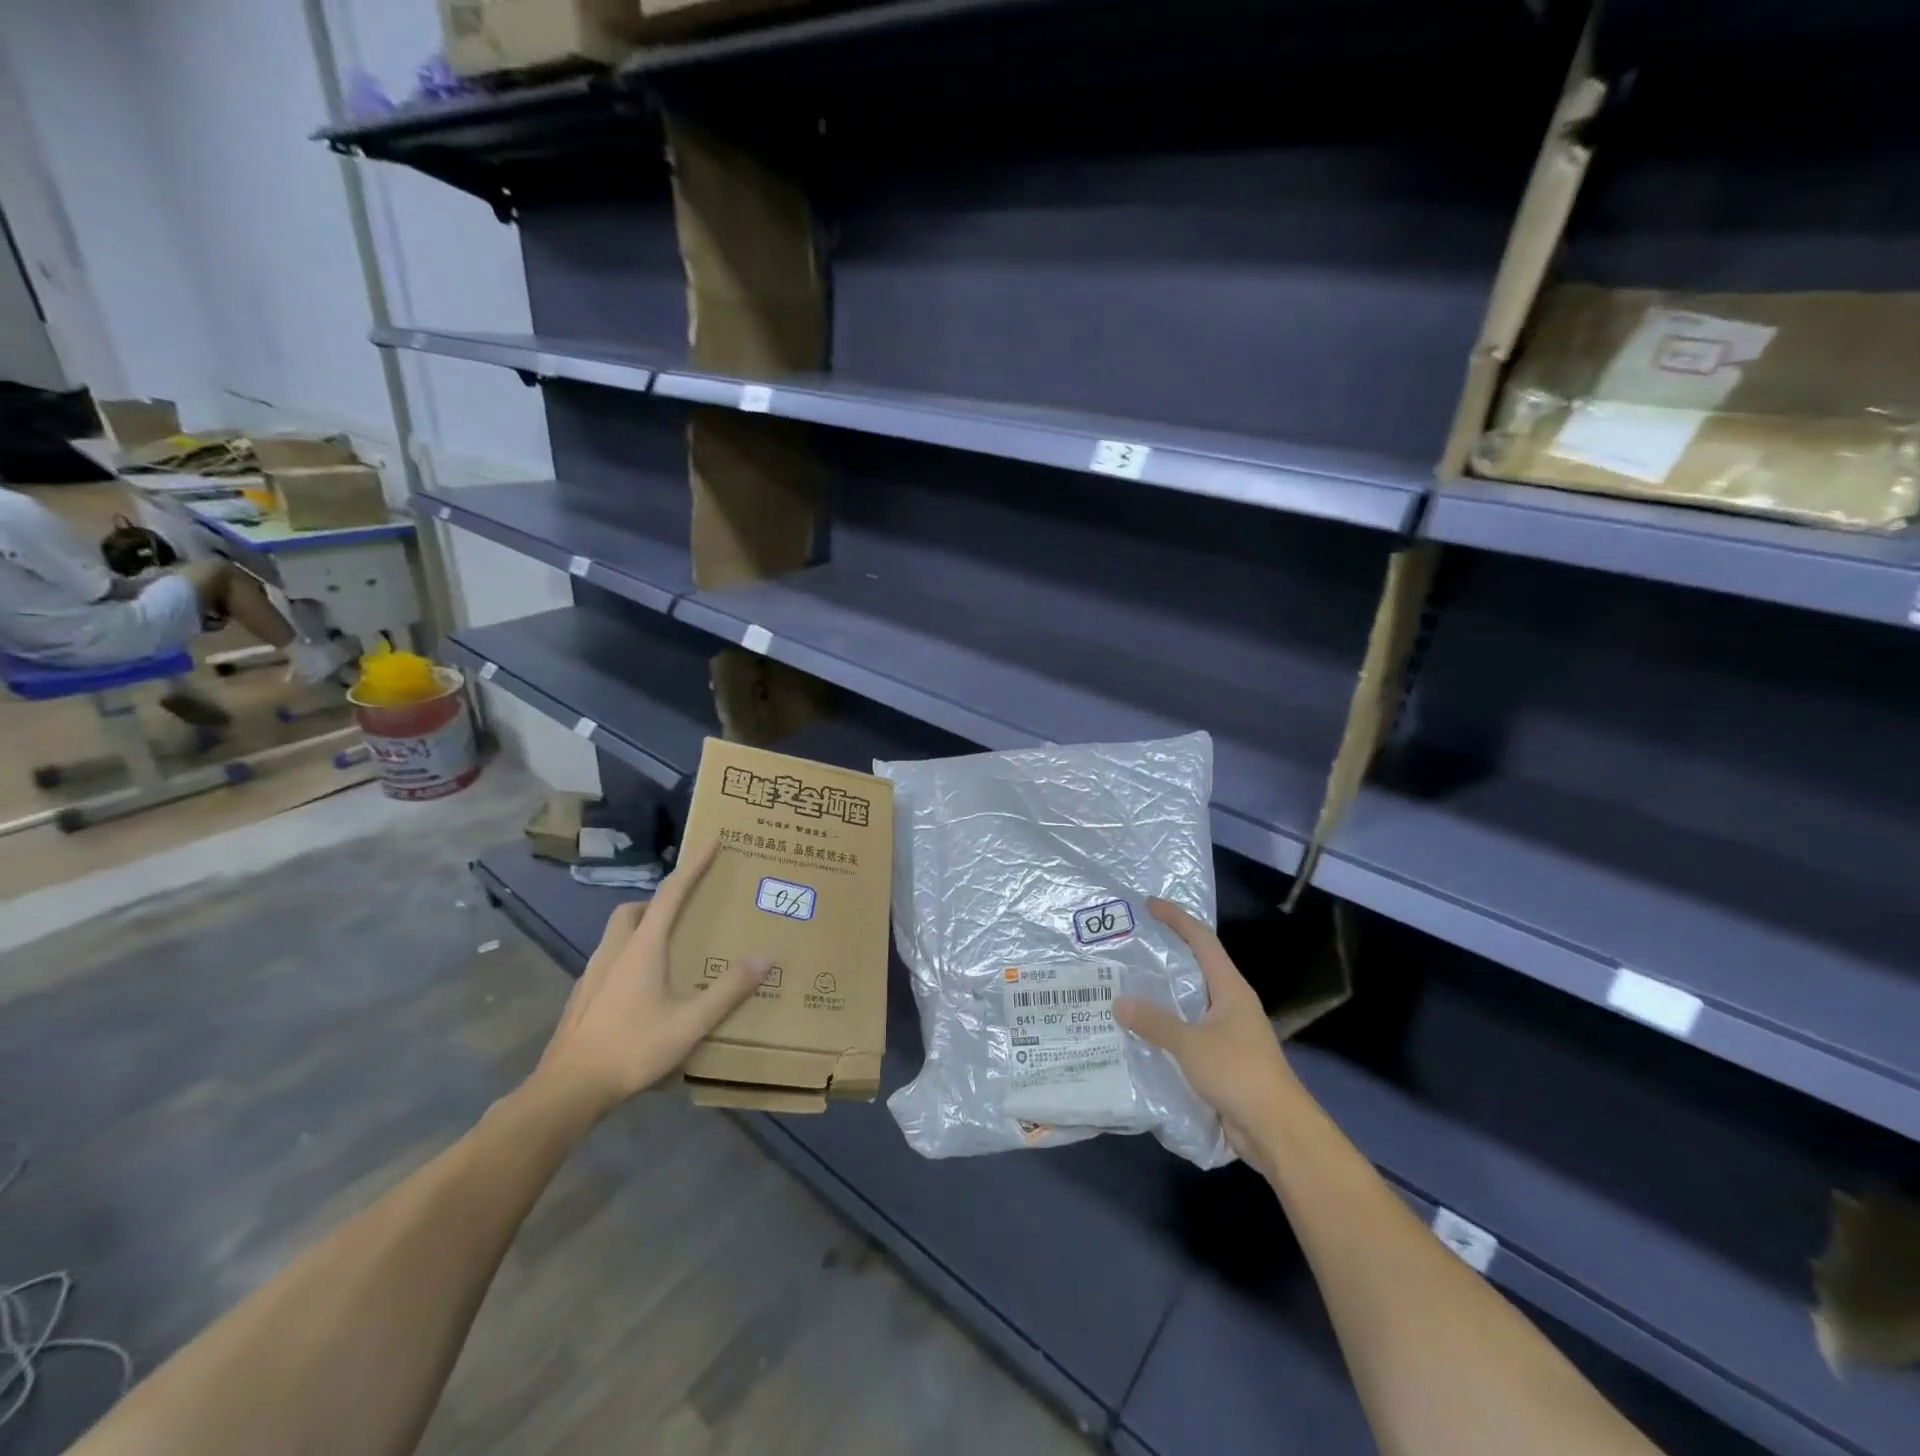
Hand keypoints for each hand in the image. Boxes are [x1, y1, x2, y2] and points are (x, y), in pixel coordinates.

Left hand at [532, 839, 768, 1119]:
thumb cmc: (633, 1047)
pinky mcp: (581, 997)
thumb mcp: (691, 1022)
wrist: (568, 1089)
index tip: (711, 841)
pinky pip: (608, 961)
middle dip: (657, 901)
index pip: (671, 893)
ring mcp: (592, 974)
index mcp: (643, 947)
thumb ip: (729, 990)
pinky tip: (640, 990)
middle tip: (683, 910)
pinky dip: (627, 958)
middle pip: (633, 909)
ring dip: (640, 929)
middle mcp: (615, 951)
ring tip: (665, 950)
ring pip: (616, 934)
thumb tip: (767, 957)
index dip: (693, 866)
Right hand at [1115, 898, 1300, 1165]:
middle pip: (1197, 966)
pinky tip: (1143, 1031)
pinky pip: (1189, 1030)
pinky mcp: (1223, 1058)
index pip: (1202, 940)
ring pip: (1191, 1001)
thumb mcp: (1190, 1043)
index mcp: (1230, 988)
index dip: (1177, 919)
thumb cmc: (1238, 1073)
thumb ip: (1154, 1022)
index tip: (1149, 904)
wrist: (1277, 1129)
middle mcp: (1231, 1003)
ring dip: (1164, 993)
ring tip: (1128, 985)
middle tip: (1131, 944)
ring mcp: (1229, 1032)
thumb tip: (1119, 1002)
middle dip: (1167, 953)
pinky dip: (1167, 1025)